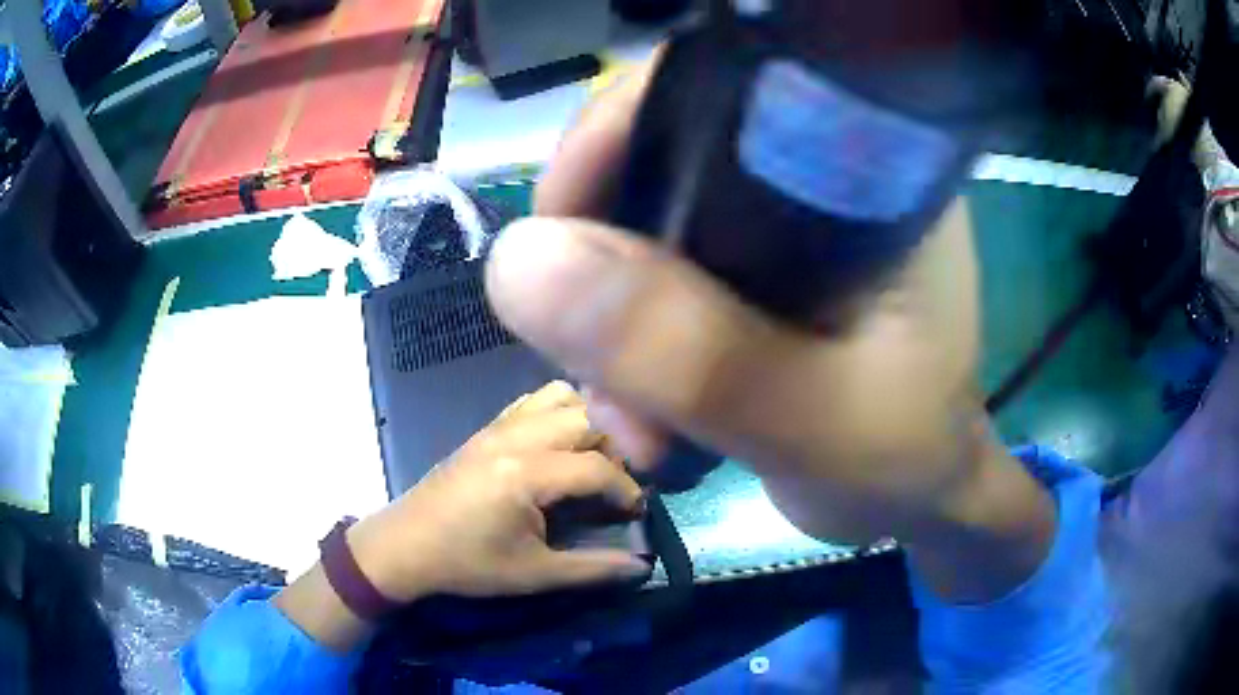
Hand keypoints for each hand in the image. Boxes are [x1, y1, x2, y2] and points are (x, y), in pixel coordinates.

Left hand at [347, 381, 649, 602]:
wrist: (406, 545)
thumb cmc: (468, 563)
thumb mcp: (533, 574)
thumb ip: (593, 569)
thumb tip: (642, 567)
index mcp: (526, 473)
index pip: (597, 467)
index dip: (627, 491)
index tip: (636, 514)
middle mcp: (515, 437)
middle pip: (587, 419)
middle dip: (613, 450)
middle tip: (611, 486)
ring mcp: (499, 426)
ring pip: (561, 398)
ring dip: (586, 424)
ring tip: (587, 461)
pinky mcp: (487, 427)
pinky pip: (533, 400)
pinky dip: (557, 414)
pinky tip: (556, 449)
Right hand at [484, 58, 1053, 601]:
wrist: (916, 498)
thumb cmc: (904, 459)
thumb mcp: (814, 424)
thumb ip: (692, 352)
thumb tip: (519, 263)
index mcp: (868, 168)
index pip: (722, 88)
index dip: (620, 134)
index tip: (560, 231)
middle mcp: (822, 171)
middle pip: (666, 155)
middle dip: (603, 257)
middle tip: (593, 361)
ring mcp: (786, 219)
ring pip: (650, 221)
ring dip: (610, 316)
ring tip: (628, 418)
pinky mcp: (759, 265)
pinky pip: (659, 269)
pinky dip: (629, 337)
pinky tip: (640, 411)